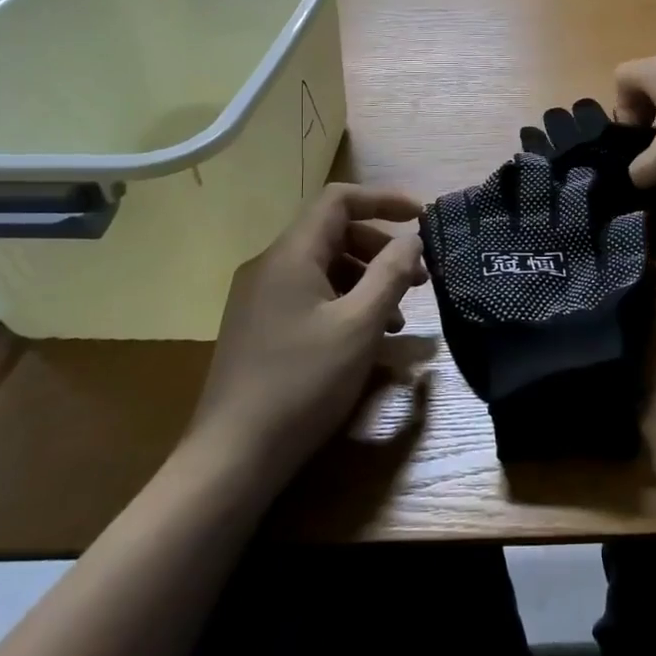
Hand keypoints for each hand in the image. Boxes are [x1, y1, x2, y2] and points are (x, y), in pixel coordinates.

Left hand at [186, 184, 432, 489]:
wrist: (232, 456)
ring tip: (399, 318)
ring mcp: (260, 298)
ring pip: (324, 268)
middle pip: (334, 234)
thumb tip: (412, 240)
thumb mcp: (360, 325)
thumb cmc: (303, 382)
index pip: (339, 200)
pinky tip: (367, 339)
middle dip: (381, 249)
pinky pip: (310, 296)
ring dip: (367, 281)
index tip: (422, 217)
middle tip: (420, 279)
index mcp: (291, 255)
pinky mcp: (260, 327)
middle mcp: (271, 266)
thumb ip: (391, 274)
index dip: (384, 199)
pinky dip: (345, 304)